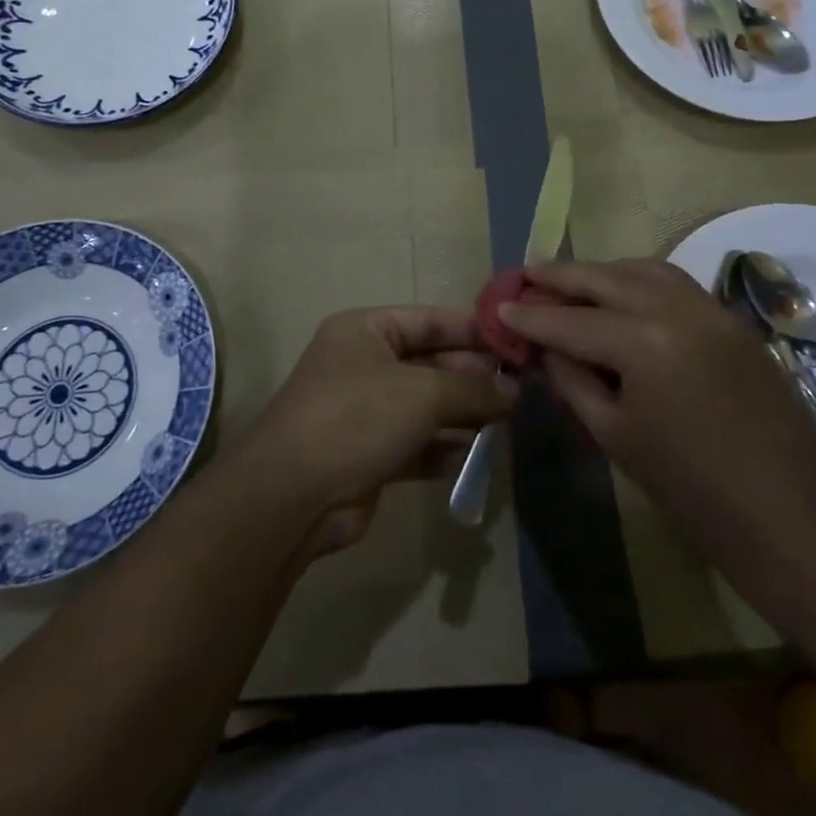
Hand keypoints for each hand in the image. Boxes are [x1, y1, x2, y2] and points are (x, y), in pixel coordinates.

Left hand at [237, 308, 516, 555]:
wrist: (294, 495)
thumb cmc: (358, 417)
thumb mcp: (422, 392)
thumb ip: (472, 389)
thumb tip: (514, 391)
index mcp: (366, 330)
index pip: (429, 320)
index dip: (472, 330)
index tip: (515, 344)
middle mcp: (364, 364)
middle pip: (431, 363)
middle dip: (474, 378)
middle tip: (522, 391)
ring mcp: (366, 411)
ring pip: (427, 407)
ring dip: (465, 416)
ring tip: (511, 423)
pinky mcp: (370, 455)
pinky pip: (418, 444)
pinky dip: (447, 450)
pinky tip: (481, 458)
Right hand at [501, 259, 815, 547]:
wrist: (793, 517)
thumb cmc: (693, 490)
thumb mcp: (616, 435)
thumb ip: (573, 380)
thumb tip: (543, 348)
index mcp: (643, 341)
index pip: (570, 320)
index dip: (530, 316)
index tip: (499, 306)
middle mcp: (676, 308)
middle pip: (605, 278)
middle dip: (560, 275)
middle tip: (525, 274)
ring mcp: (710, 308)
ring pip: (642, 269)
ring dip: (602, 271)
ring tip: (570, 280)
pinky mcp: (731, 319)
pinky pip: (674, 283)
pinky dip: (639, 279)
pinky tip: (622, 294)